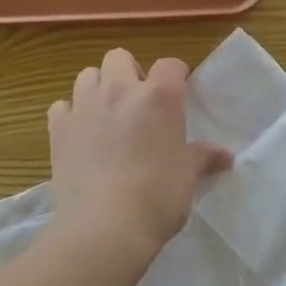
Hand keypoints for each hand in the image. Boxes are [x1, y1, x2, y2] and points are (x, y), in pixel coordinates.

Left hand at [47, 49, 230, 260]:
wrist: (104, 228)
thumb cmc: (157, 197)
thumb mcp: (188, 176)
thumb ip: (204, 157)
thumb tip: (226, 155)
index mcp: (159, 96)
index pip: (170, 64)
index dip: (176, 76)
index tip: (178, 94)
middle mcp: (120, 90)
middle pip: (120, 57)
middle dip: (129, 72)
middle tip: (138, 103)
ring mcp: (85, 107)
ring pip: (88, 75)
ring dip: (98, 87)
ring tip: (107, 115)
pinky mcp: (59, 129)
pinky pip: (61, 106)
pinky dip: (70, 114)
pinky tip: (80, 134)